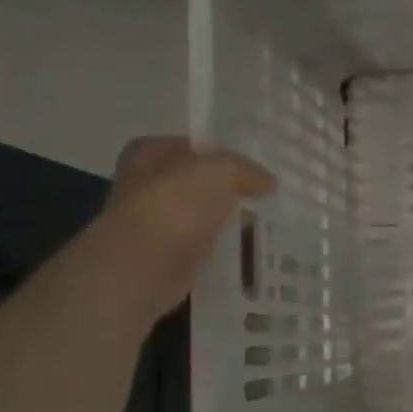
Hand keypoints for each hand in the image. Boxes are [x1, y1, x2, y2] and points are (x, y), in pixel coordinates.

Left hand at [92, 137, 275, 324]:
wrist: (144, 265)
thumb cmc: (174, 205)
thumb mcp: (220, 171)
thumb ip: (246, 170)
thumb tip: (268, 182)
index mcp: (148, 153)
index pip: (193, 146)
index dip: (225, 153)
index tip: (257, 167)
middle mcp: (147, 184)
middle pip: (199, 182)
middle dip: (230, 189)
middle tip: (268, 194)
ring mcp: (157, 222)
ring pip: (204, 214)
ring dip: (229, 219)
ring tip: (268, 220)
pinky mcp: (169, 254)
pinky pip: (205, 244)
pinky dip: (224, 246)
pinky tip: (251, 247)